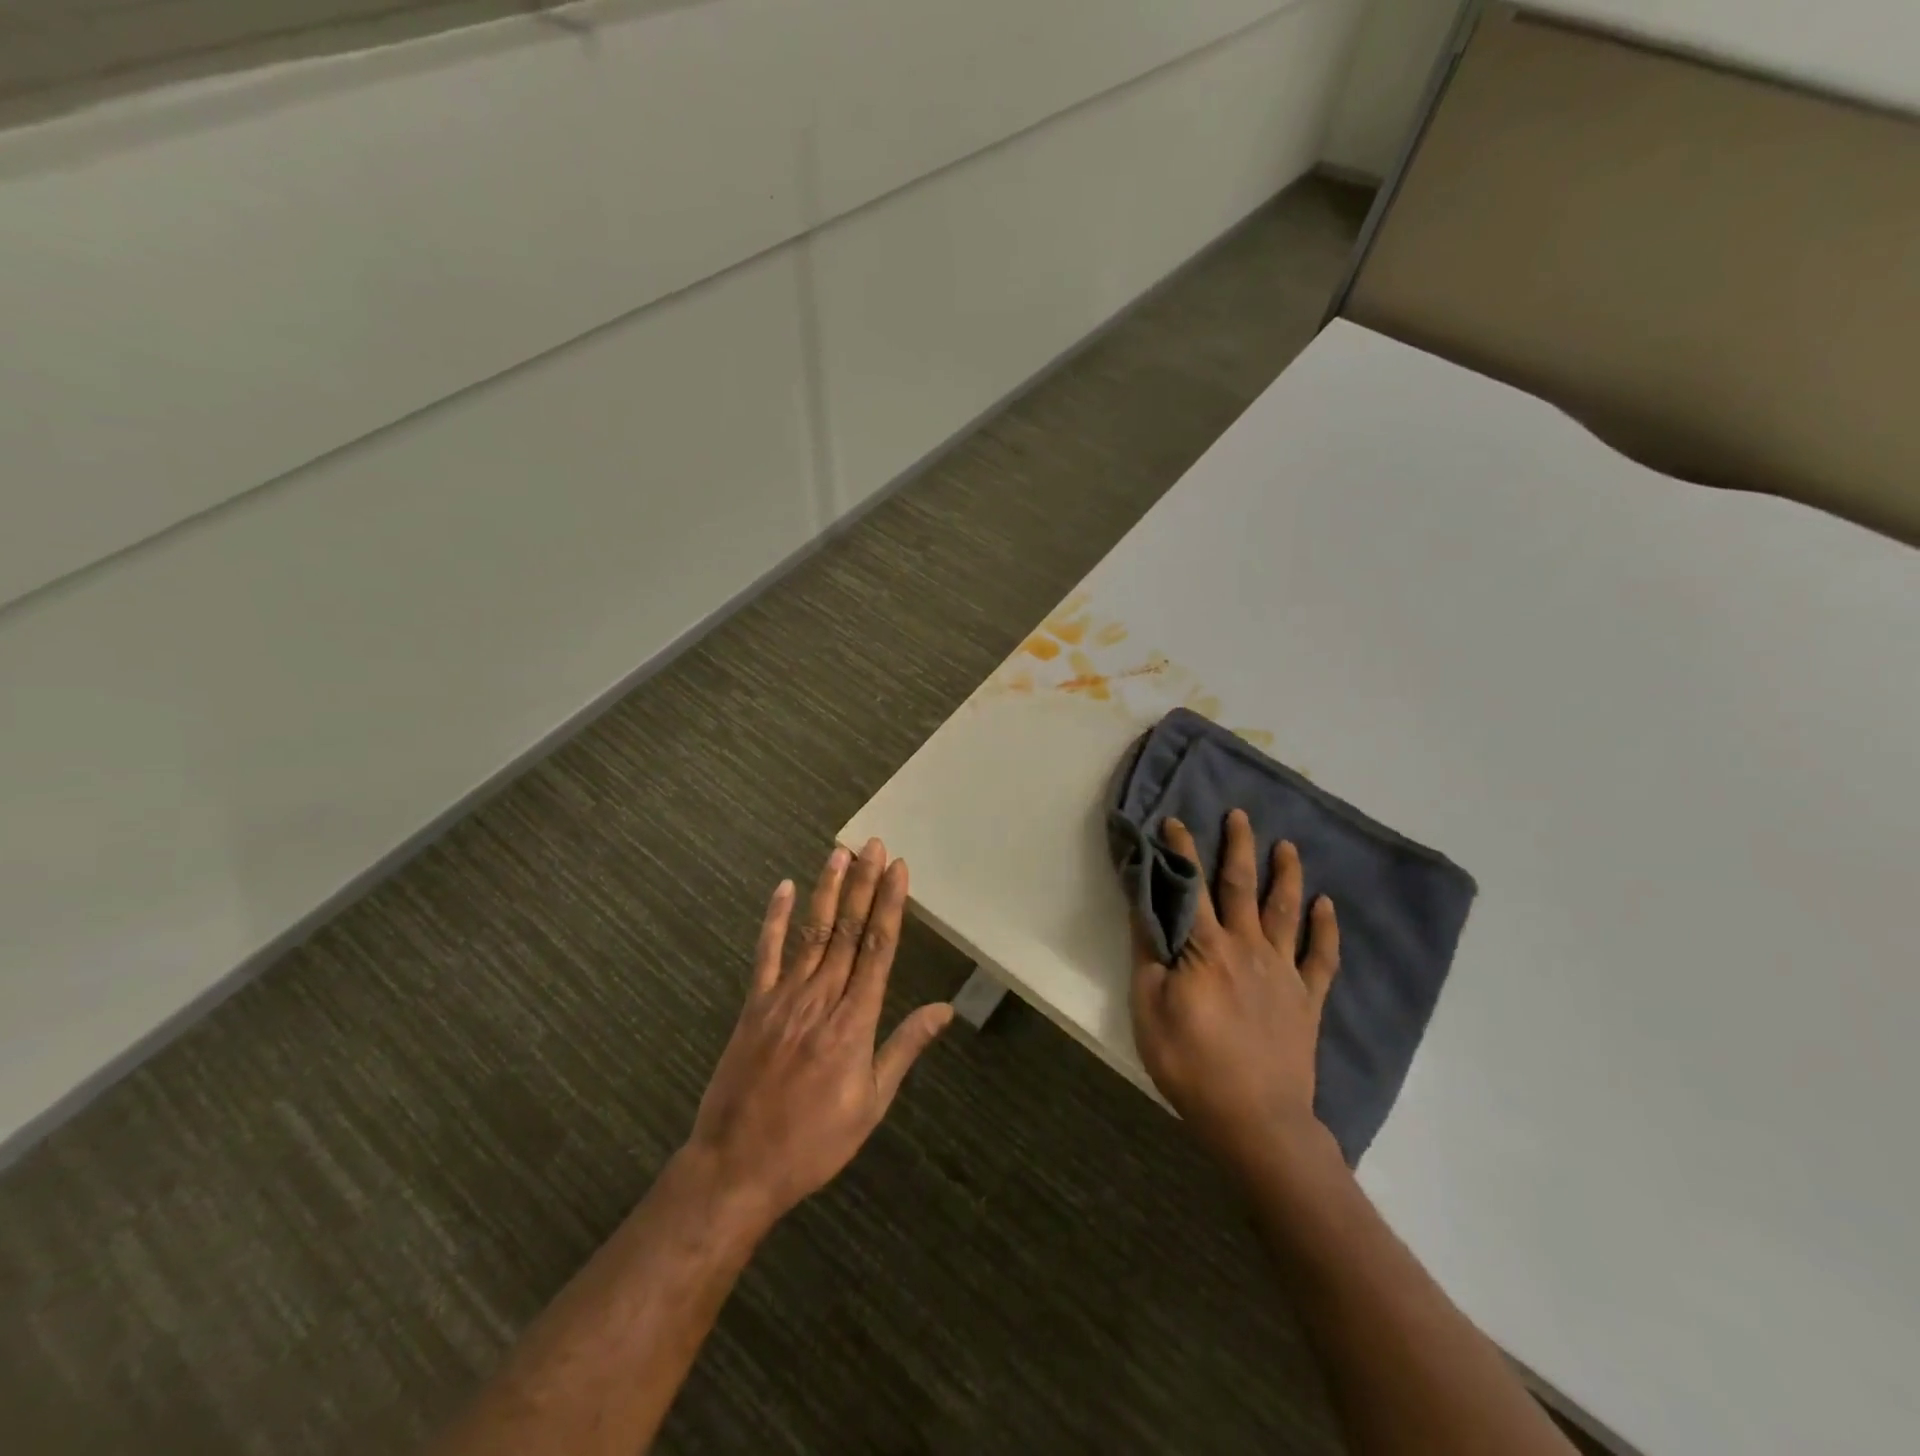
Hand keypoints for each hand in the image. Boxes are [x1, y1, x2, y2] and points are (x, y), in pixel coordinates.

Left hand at [685, 839, 953, 1226]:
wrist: (737, 1167)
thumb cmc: (814, 1142)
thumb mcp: (871, 1104)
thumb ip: (905, 1048)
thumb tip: (945, 1009)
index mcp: (855, 1022)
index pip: (879, 949)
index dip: (890, 905)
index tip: (899, 869)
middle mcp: (822, 998)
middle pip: (849, 930)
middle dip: (864, 884)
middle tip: (874, 845)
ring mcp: (784, 998)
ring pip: (812, 932)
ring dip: (828, 890)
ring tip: (840, 853)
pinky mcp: (754, 1005)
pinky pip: (766, 954)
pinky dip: (774, 919)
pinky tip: (784, 888)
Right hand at [1130, 809, 1340, 1168]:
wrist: (1255, 1119)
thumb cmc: (1191, 1063)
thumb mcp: (1149, 1008)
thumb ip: (1149, 953)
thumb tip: (1146, 907)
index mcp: (1206, 948)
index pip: (1190, 887)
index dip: (1182, 851)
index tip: (1174, 821)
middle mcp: (1247, 947)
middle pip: (1242, 886)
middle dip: (1239, 847)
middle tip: (1240, 814)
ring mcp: (1283, 971)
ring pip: (1286, 911)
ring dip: (1286, 874)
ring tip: (1288, 845)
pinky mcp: (1307, 999)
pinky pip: (1322, 957)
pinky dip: (1327, 929)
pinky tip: (1327, 905)